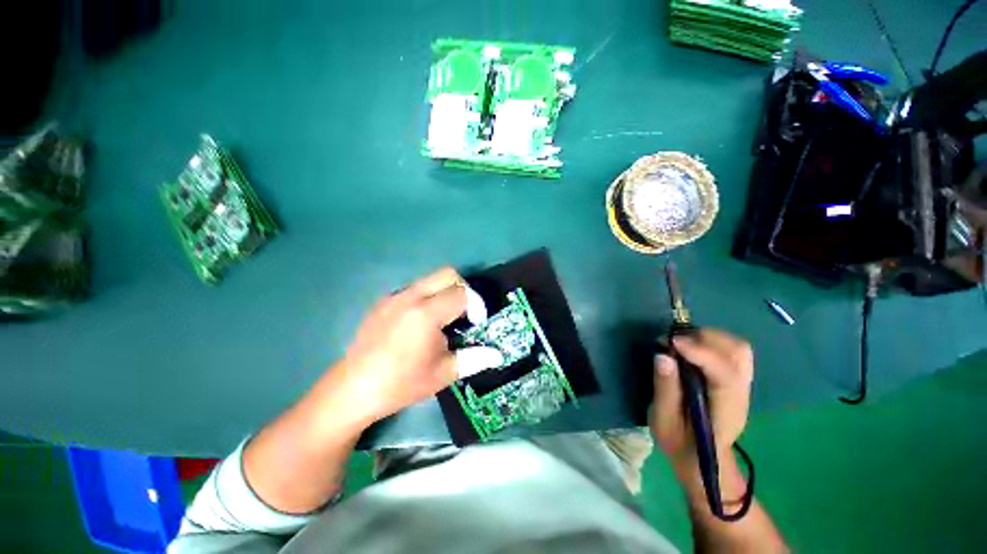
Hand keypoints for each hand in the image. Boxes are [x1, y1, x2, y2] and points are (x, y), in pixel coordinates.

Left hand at [328, 267, 500, 425]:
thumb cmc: (401, 383)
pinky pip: (414, 289)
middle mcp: (411, 297)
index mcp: (427, 313)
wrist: (353, 389)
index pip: (462, 293)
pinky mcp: (384, 301)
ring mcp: (395, 297)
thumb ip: (474, 358)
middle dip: (463, 289)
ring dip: (445, 292)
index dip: (476, 305)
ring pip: (430, 279)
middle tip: (465, 313)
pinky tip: (421, 323)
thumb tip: (498, 354)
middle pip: (448, 273)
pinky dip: (427, 297)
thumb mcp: (443, 373)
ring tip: (444, 319)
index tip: (476, 323)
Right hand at [650, 329, 753, 463]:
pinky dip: (712, 341)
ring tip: (681, 342)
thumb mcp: (663, 421)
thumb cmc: (680, 443)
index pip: (724, 374)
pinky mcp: (735, 379)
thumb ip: (665, 389)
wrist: (701, 458)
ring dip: (708, 337)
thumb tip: (662, 355)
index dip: (700, 353)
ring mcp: (742, 385)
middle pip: (738, 352)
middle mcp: (741, 393)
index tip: (671, 342)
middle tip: (674, 342)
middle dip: (704, 338)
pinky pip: (731, 350)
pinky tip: (691, 348)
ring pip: (738, 347)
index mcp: (725, 411)